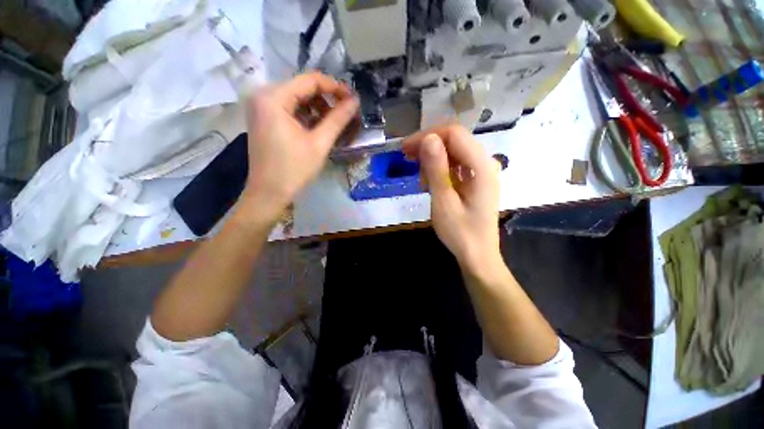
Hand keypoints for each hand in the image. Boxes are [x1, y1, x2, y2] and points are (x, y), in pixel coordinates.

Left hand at [242, 72, 358, 216]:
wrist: (269, 193)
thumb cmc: (294, 169)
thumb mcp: (319, 143)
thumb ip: (338, 119)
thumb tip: (355, 101)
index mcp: (273, 97)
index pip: (309, 80)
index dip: (334, 87)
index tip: (352, 98)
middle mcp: (263, 96)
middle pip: (302, 88)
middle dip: (326, 99)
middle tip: (346, 113)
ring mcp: (261, 107)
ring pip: (297, 99)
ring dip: (318, 108)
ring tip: (334, 123)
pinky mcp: (264, 119)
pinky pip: (289, 109)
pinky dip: (306, 116)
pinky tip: (318, 128)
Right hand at [403, 125, 500, 270]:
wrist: (477, 256)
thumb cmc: (460, 233)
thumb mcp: (443, 201)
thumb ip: (436, 169)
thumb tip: (428, 138)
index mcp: (482, 166)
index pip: (454, 134)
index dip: (428, 136)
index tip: (406, 149)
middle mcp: (485, 163)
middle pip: (455, 140)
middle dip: (428, 145)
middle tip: (407, 157)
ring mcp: (482, 172)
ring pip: (454, 152)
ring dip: (433, 158)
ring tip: (418, 176)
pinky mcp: (476, 181)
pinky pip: (456, 165)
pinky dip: (440, 169)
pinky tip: (429, 181)